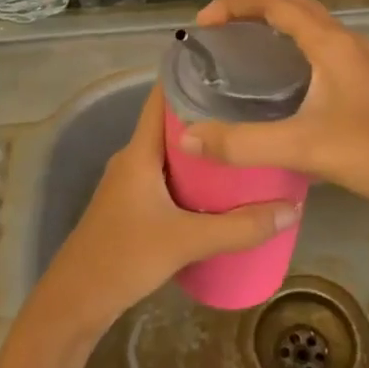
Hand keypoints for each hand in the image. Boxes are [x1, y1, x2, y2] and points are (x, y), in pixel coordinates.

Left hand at [33, 85, 298, 340]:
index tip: (230, 65)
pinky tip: (223, 188)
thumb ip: (240, 228)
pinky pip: (170, 178)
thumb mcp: (187, 241)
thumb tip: (292, 210)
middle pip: (174, 124)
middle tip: (255, 110)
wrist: (76, 302)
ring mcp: (131, 183)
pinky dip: (196, 176)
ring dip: (205, 149)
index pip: (162, 97)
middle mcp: (133, 159)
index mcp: (139, 151)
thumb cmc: (124, 258)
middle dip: (212, 116)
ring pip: (173, 154)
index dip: (192, 76)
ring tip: (247, 144)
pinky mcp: (134, 206)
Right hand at [181, 0, 368, 205]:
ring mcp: (358, 59)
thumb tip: (189, 136)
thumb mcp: (302, 147)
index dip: (234, 4)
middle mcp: (344, 40)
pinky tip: (281, 79)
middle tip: (219, 31)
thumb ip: (243, 143)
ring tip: (242, 47)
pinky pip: (320, 44)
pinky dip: (292, 44)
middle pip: (292, 3)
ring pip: (309, 23)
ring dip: (275, 23)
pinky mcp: (364, 79)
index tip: (203, 24)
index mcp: (329, 43)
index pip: (273, 2)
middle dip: (251, 7)